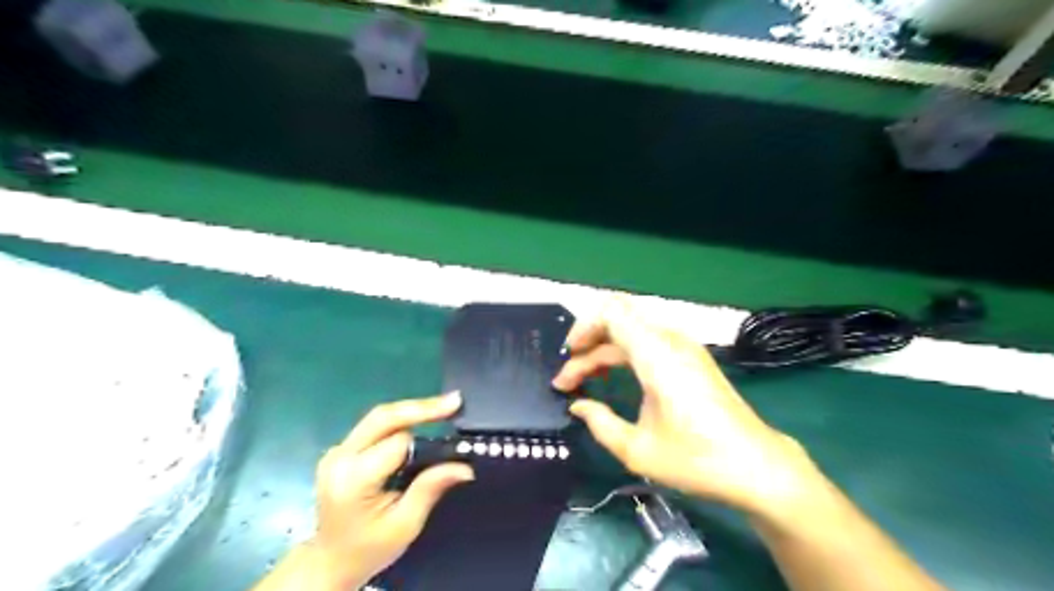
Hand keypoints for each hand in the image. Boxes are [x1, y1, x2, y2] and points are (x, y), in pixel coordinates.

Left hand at [310, 390, 472, 588]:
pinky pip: (374, 426)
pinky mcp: (341, 450)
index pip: (396, 443)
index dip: (427, 437)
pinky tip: (422, 418)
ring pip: (379, 417)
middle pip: (383, 417)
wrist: (330, 563)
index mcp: (353, 478)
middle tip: (455, 401)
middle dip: (421, 407)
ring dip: (412, 410)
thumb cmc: (369, 549)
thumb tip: (465, 466)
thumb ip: (430, 488)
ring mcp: (337, 451)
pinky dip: (401, 420)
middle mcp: (340, 457)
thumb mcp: (405, 524)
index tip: (456, 430)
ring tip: (445, 406)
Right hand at [555, 298, 817, 513]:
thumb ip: (599, 423)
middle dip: (588, 341)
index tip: (568, 360)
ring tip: (587, 377)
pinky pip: (648, 339)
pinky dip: (624, 350)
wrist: (757, 466)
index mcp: (657, 355)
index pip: (611, 313)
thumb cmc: (697, 460)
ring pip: (633, 327)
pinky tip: (614, 376)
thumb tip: (577, 405)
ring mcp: (685, 346)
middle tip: (571, 376)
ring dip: (605, 346)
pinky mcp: (692, 356)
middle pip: (619, 317)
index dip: (582, 329)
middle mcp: (671, 340)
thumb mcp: (638, 449)